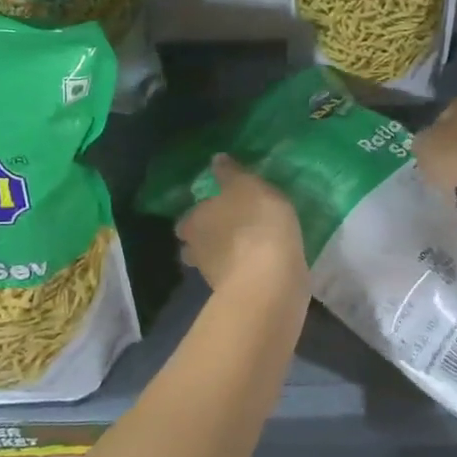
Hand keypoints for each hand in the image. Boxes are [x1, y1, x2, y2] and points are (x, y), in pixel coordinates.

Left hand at [176, 156, 307, 293]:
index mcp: (194, 221)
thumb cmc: (255, 222)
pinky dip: (244, 272)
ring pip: (214, 264)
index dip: (199, 216)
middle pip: (195, 246)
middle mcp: (195, 251)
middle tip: (230, 231)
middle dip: (207, 240)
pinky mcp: (235, 296)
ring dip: (226, 258)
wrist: (270, 278)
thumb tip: (215, 159)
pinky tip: (261, 265)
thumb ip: (231, 173)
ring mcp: (213, 278)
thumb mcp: (247, 185)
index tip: (215, 211)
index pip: (187, 220)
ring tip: (249, 249)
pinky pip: (236, 279)